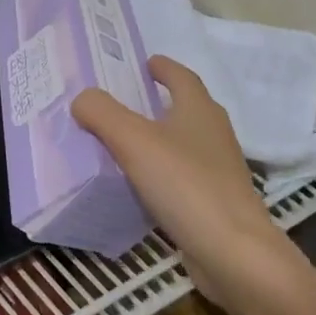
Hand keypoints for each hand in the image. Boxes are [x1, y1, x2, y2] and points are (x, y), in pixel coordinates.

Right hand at [72, 56, 309, 314]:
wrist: (233, 253)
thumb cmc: (185, 184)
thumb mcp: (133, 141)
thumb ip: (102, 113)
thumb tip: (82, 99)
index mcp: (199, 110)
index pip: (182, 77)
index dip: (164, 67)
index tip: (146, 62)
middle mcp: (214, 135)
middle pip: (186, 109)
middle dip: (160, 102)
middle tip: (125, 102)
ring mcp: (218, 171)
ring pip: (184, 144)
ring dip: (159, 139)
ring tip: (124, 143)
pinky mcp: (214, 203)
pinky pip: (182, 177)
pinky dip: (161, 173)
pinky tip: (139, 186)